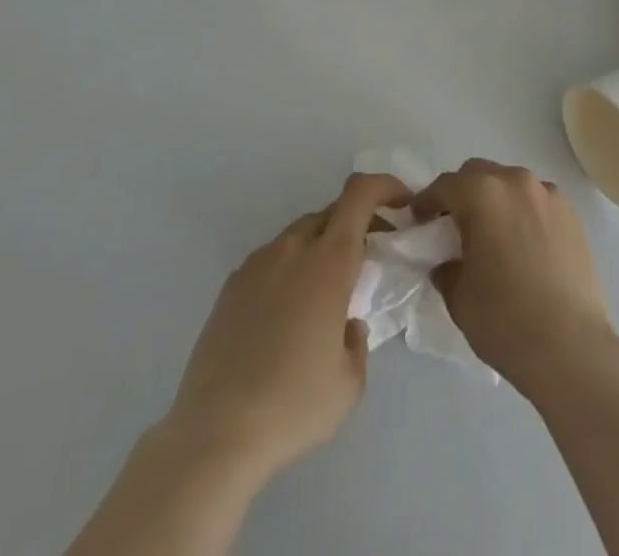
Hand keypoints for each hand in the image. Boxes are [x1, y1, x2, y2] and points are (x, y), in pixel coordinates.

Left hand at [162, 172, 407, 485]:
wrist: (215, 432)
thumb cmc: (294, 405)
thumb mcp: (350, 382)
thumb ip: (358, 340)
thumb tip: (347, 324)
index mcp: (329, 261)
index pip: (360, 194)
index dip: (385, 186)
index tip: (403, 203)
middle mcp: (293, 249)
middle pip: (332, 212)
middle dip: (358, 222)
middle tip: (372, 254)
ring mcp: (257, 263)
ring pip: (300, 235)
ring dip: (323, 247)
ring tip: (327, 291)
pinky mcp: (231, 285)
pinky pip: (272, 259)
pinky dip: (291, 269)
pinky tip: (287, 314)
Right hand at [412, 159, 615, 397]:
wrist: (572, 349)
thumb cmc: (506, 320)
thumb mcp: (458, 297)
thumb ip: (446, 267)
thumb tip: (448, 262)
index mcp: (482, 194)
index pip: (444, 185)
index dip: (426, 201)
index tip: (418, 220)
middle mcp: (516, 182)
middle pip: (479, 174)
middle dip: (462, 194)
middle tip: (454, 226)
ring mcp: (549, 195)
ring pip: (510, 184)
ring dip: (495, 200)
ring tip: (493, 235)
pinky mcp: (572, 214)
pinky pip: (537, 201)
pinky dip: (523, 212)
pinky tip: (523, 245)